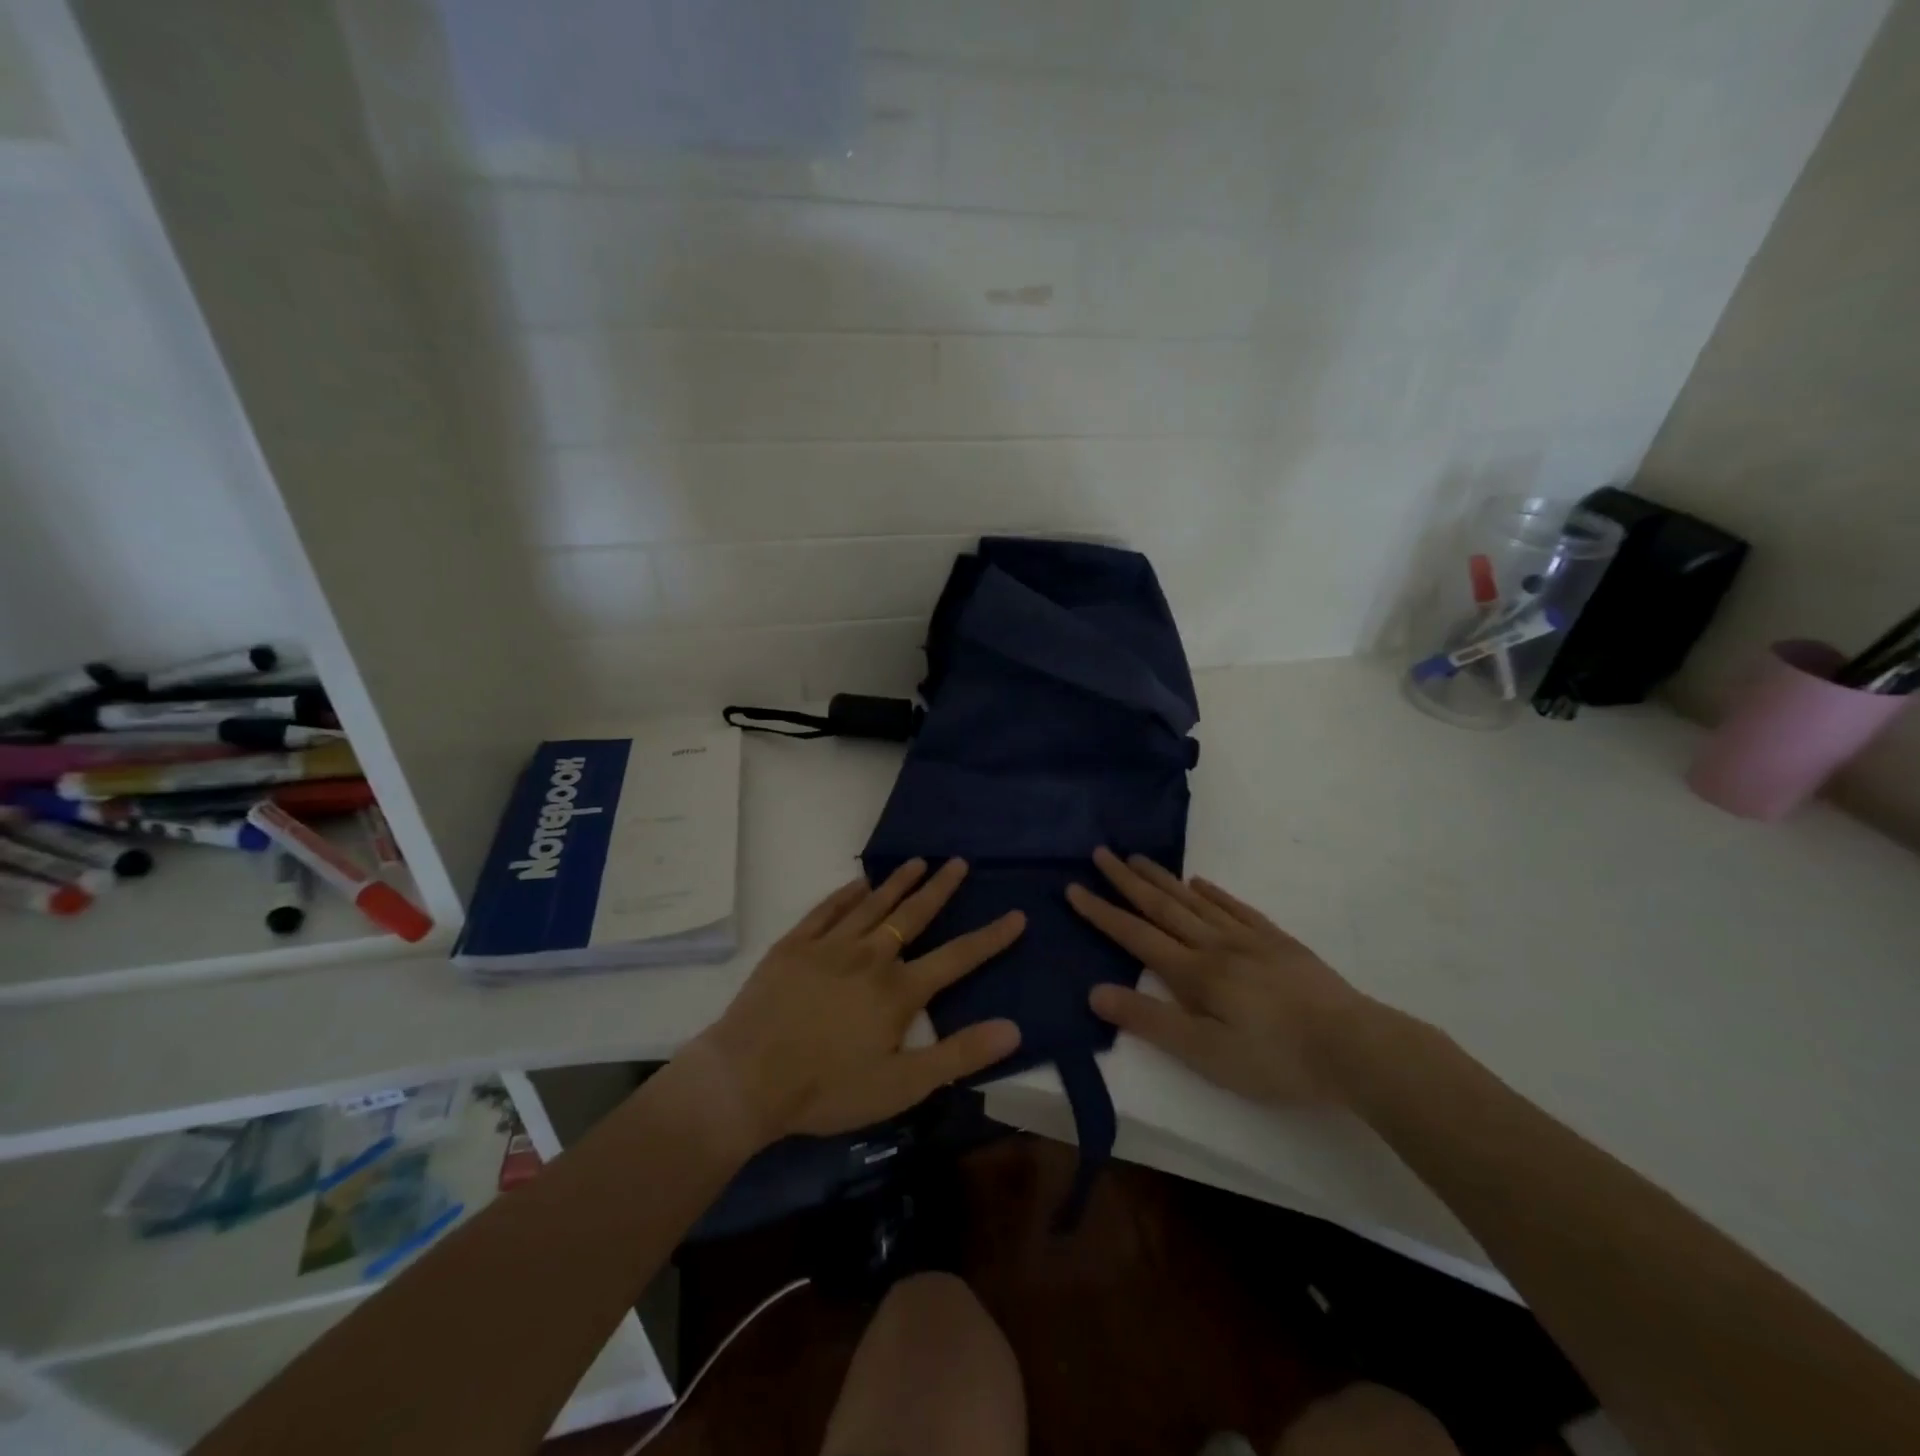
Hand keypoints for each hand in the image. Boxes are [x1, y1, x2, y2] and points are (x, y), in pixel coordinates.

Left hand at [695, 858, 1023, 1145]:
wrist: (747, 1079)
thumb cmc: (828, 1089)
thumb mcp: (902, 1085)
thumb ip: (959, 1055)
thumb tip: (1013, 1028)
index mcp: (898, 990)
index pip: (957, 957)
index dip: (990, 937)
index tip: (1016, 915)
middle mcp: (870, 956)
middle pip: (913, 915)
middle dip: (940, 888)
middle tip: (958, 862)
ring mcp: (829, 946)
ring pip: (872, 904)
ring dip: (897, 882)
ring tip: (918, 861)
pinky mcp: (794, 946)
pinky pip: (826, 910)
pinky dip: (846, 894)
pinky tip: (857, 883)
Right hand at [1067, 848, 1373, 1105]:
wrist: (1354, 1046)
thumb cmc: (1275, 1059)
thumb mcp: (1206, 1053)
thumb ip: (1150, 1021)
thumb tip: (1095, 992)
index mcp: (1194, 973)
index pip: (1136, 936)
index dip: (1102, 912)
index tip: (1074, 887)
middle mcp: (1214, 945)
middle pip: (1162, 907)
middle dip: (1127, 880)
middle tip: (1101, 852)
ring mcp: (1248, 939)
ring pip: (1195, 901)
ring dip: (1162, 879)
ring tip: (1138, 857)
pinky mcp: (1278, 942)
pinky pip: (1236, 908)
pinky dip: (1214, 893)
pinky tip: (1200, 883)